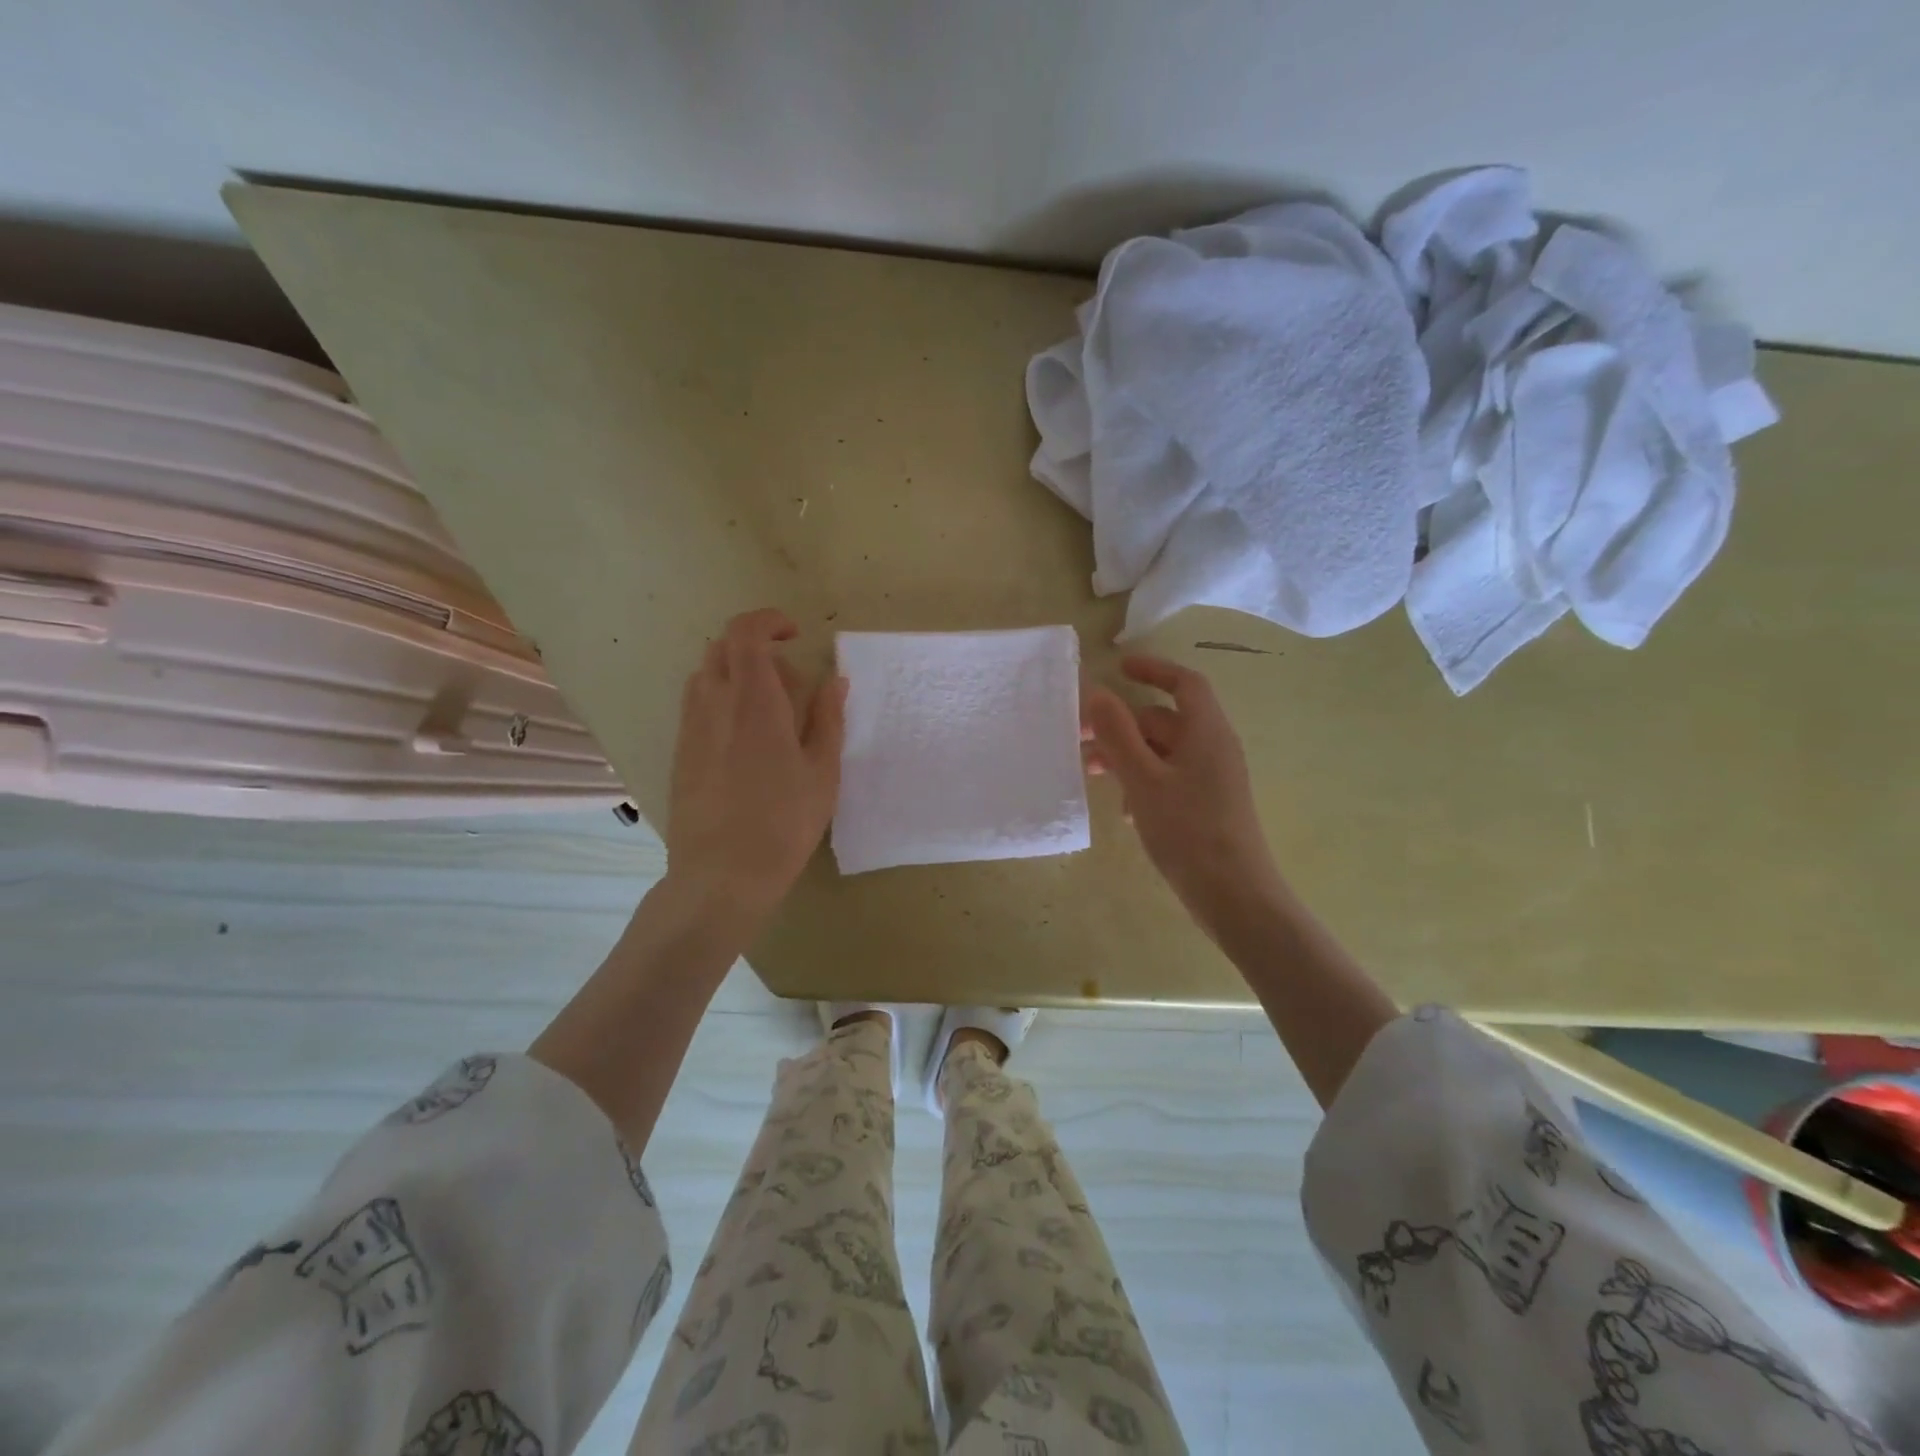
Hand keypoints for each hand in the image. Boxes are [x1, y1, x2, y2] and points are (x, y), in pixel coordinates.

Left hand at [665, 608, 845, 919]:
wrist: (721, 875)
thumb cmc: (784, 823)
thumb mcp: (822, 771)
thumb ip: (828, 718)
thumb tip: (834, 680)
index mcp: (754, 701)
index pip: (746, 633)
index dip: (768, 621)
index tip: (795, 634)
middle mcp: (714, 704)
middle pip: (722, 648)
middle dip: (757, 648)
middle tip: (790, 683)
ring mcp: (691, 728)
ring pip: (706, 674)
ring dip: (737, 674)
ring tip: (769, 712)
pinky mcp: (681, 752)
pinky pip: (697, 704)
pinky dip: (721, 700)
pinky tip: (745, 740)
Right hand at [1082, 656, 1284, 931]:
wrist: (1234, 896)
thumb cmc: (1188, 831)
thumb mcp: (1144, 780)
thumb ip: (1118, 734)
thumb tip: (1096, 692)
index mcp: (1206, 732)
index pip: (1184, 683)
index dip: (1153, 670)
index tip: (1118, 668)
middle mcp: (1213, 748)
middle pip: (1164, 720)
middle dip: (1122, 725)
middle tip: (1082, 738)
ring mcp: (1212, 779)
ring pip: (1163, 752)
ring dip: (1127, 756)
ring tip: (1093, 774)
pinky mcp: (1207, 806)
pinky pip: (1170, 779)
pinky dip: (1143, 782)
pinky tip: (1126, 811)